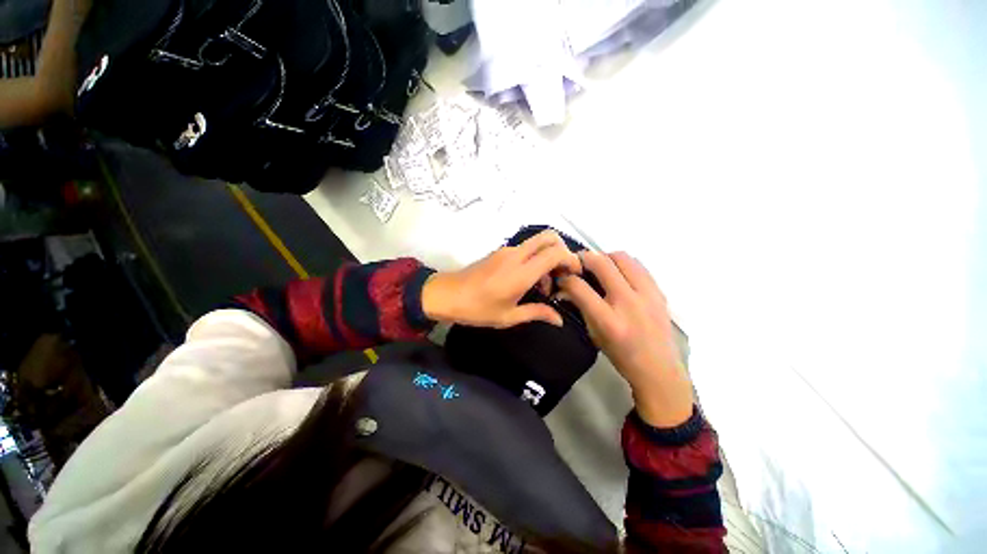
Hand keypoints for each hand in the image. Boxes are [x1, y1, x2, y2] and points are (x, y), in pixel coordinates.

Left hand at [423, 230, 581, 328]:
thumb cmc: (477, 309)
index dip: (570, 260)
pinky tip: (528, 280)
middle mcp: (516, 255)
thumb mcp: (509, 316)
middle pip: (548, 237)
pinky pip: (525, 249)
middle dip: (562, 251)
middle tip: (561, 273)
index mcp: (521, 273)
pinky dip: (534, 258)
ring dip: (547, 257)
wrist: (447, 294)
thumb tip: (559, 320)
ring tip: (543, 284)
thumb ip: (537, 314)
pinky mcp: (499, 251)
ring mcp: (506, 250)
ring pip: (537, 242)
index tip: (574, 274)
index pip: (555, 253)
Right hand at [558, 252, 694, 427]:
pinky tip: (618, 274)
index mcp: (608, 320)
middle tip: (578, 264)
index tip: (562, 278)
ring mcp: (647, 295)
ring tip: (600, 267)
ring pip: (622, 257)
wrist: (659, 368)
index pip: (579, 287)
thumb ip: (580, 307)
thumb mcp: (594, 334)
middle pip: (602, 264)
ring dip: (605, 258)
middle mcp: (628, 303)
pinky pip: (638, 265)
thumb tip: (565, 288)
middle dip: (584, 259)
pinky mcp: (659, 291)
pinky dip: (623, 264)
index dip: (566, 279)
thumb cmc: (620, 355)